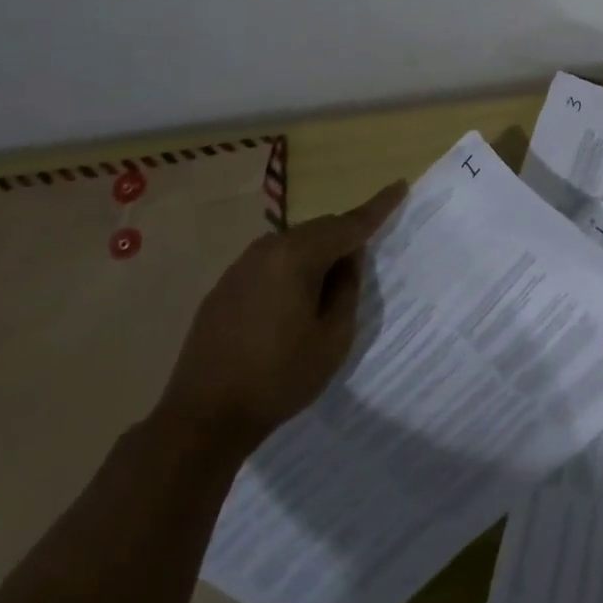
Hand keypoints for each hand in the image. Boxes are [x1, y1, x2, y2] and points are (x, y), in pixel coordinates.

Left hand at [157, 180, 405, 451]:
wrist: (202, 418)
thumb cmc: (278, 378)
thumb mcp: (333, 339)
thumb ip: (348, 289)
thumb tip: (348, 258)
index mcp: (298, 256)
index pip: (349, 224)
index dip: (378, 207)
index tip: (399, 185)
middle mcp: (268, 248)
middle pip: (320, 230)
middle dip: (344, 239)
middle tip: (361, 267)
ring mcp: (241, 265)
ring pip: (294, 245)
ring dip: (316, 257)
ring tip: (326, 294)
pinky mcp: (225, 285)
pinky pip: (271, 263)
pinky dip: (291, 271)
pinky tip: (290, 306)